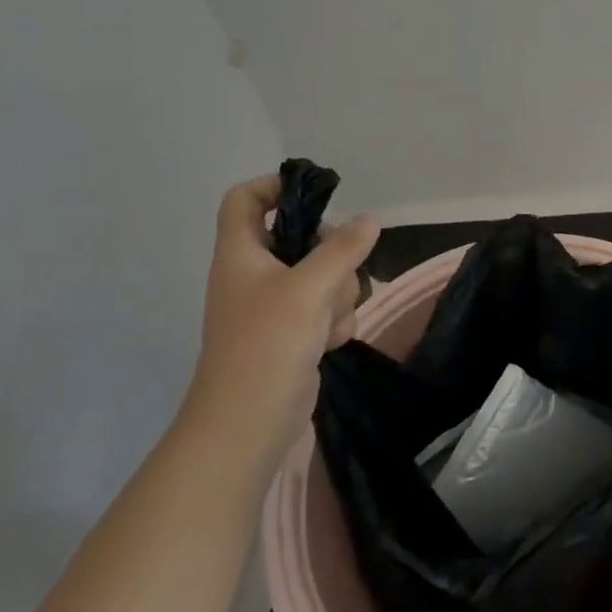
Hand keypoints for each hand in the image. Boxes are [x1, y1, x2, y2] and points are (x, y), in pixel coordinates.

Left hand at [183, 173, 380, 466]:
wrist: (249, 423)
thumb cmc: (267, 345)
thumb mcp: (309, 288)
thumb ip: (342, 249)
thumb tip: (370, 219)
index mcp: (241, 253)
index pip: (245, 199)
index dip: (275, 187)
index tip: (318, 196)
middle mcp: (255, 273)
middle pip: (301, 238)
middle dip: (331, 256)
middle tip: (337, 272)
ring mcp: (275, 305)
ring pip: (323, 275)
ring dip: (338, 294)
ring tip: (328, 320)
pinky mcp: (294, 332)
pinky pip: (327, 307)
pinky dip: (334, 321)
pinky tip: (329, 342)